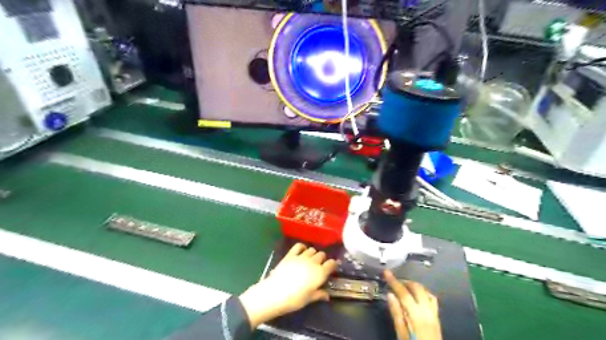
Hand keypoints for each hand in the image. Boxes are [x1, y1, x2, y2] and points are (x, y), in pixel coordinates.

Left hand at [239, 244, 338, 327]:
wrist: (276, 293)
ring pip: (312, 249)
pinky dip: (302, 247)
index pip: (332, 263)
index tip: (331, 268)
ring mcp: (302, 256)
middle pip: (322, 254)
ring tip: (310, 260)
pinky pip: (299, 245)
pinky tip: (301, 251)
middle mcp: (313, 262)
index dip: (332, 265)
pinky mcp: (291, 254)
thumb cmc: (295, 299)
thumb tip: (327, 295)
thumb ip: (319, 294)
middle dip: (322, 259)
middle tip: (319, 266)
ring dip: (313, 254)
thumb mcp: (309, 299)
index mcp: (320, 273)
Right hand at [386, 272, 443, 339]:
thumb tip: (390, 295)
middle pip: (417, 288)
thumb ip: (396, 314)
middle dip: (405, 281)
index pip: (404, 293)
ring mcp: (434, 314)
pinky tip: (418, 295)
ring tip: (404, 286)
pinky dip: (423, 293)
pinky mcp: (437, 318)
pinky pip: (432, 299)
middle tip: (394, 281)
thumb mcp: (401, 334)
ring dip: (414, 286)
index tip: (386, 273)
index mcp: (416, 315)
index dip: (394, 281)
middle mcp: (427, 311)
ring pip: (426, 291)